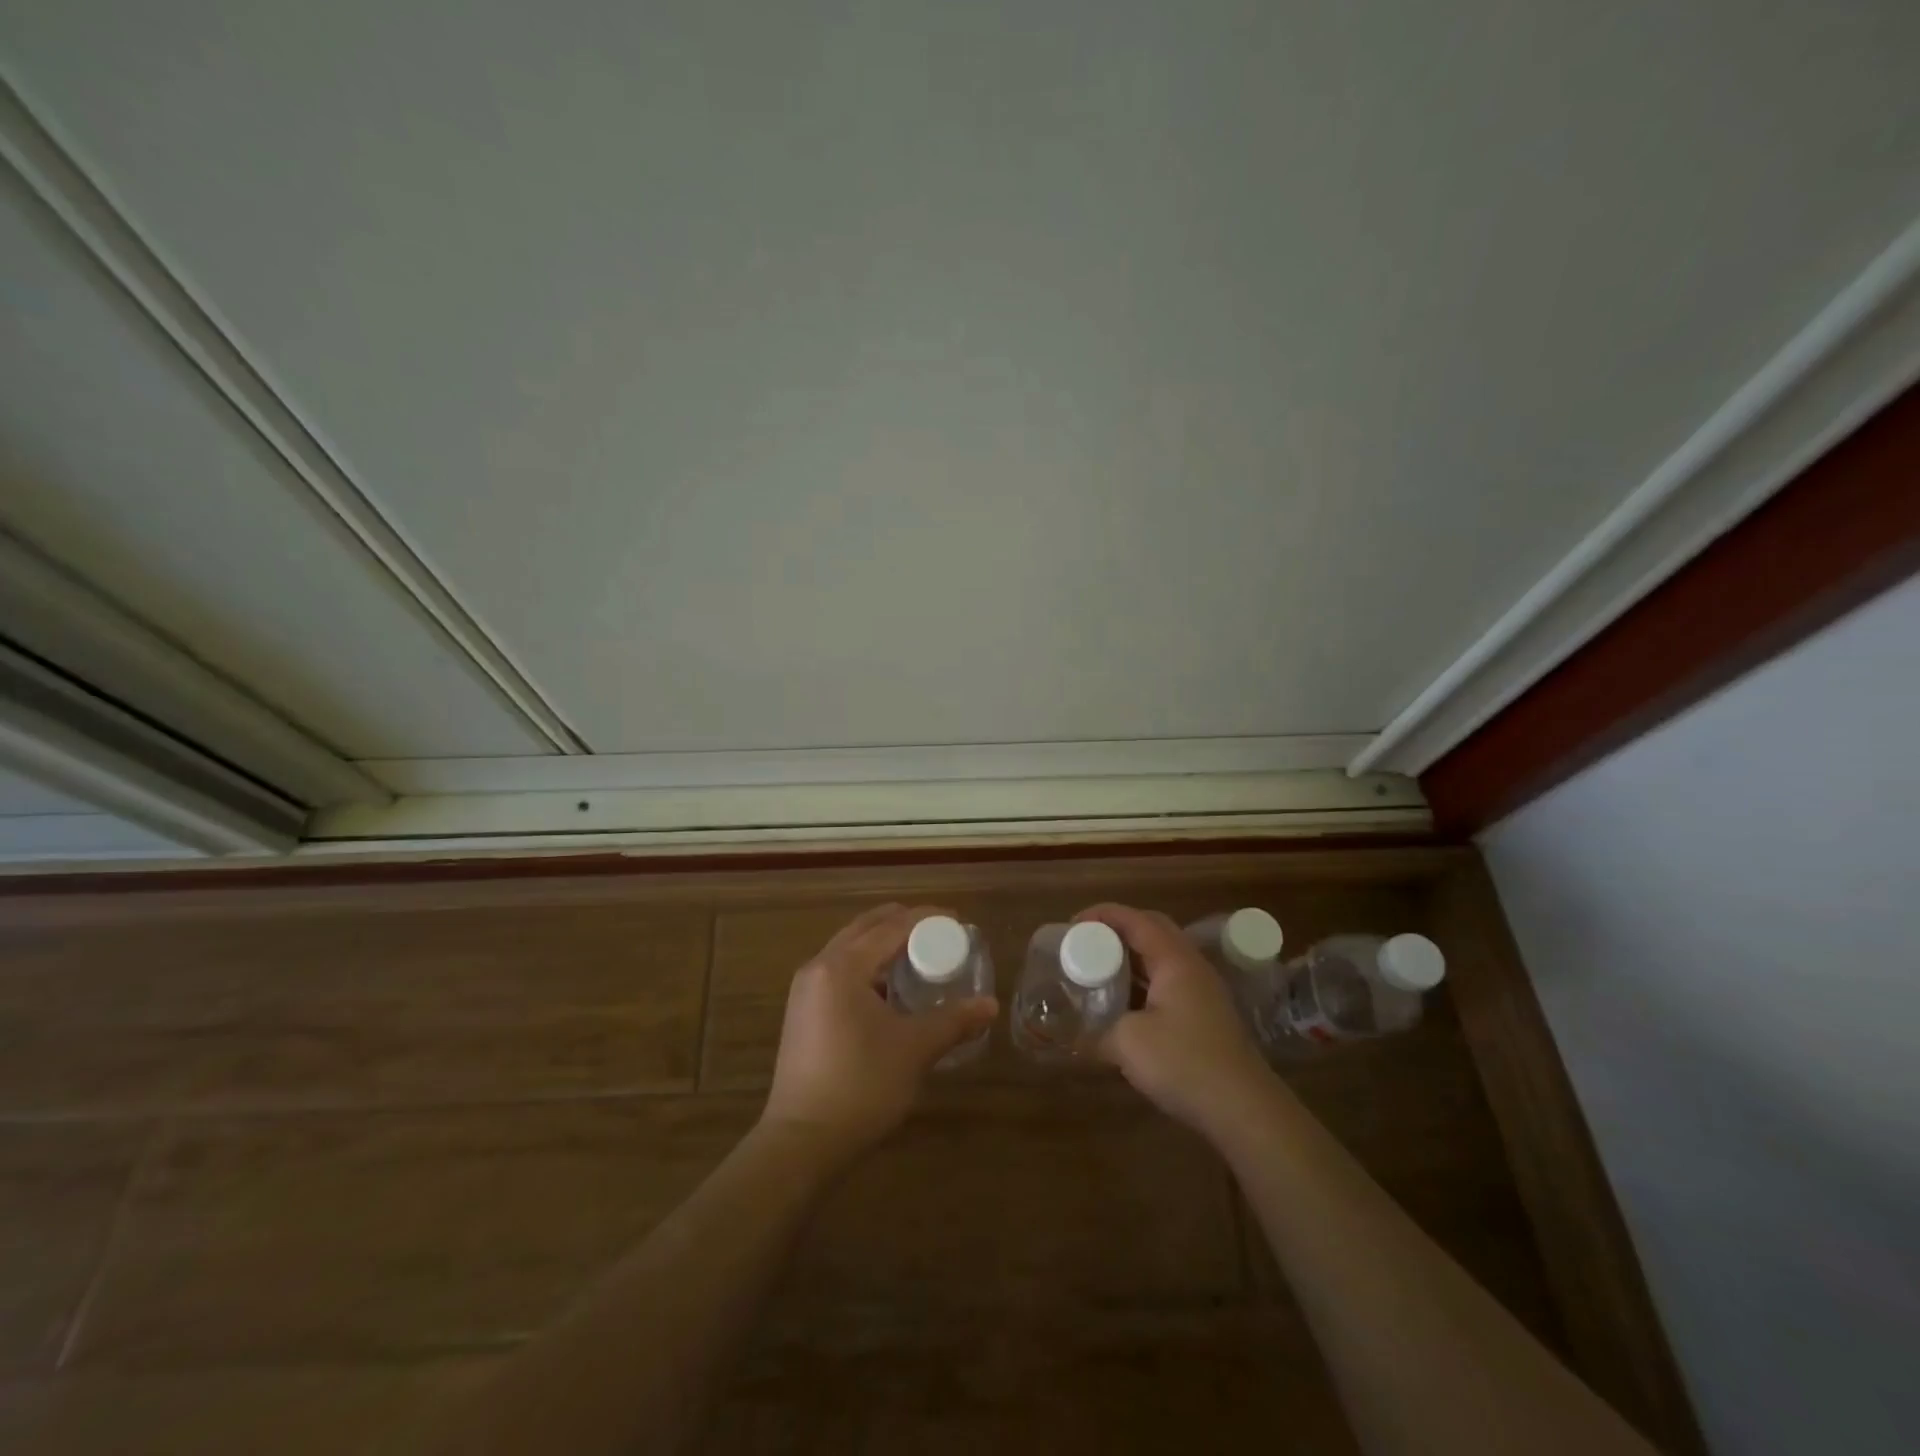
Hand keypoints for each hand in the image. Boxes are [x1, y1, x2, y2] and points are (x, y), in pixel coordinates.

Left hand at [761, 903, 998, 1165]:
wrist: (801, 1142)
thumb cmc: (861, 1086)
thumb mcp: (914, 1049)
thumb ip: (954, 1021)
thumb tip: (991, 1005)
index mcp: (842, 966)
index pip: (891, 926)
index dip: (926, 919)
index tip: (958, 920)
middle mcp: (818, 967)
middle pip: (866, 928)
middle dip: (903, 924)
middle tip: (941, 933)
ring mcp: (805, 990)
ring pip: (850, 949)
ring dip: (883, 945)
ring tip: (920, 957)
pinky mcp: (803, 1012)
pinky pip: (840, 971)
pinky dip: (868, 967)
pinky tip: (891, 989)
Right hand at [1076, 903, 1274, 1137]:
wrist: (1244, 1109)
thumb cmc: (1184, 1063)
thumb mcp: (1128, 1044)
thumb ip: (1097, 1032)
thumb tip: (1075, 1037)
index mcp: (1174, 960)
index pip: (1135, 920)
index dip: (1102, 915)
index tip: (1071, 926)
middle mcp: (1191, 966)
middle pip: (1152, 930)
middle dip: (1116, 930)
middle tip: (1085, 944)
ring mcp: (1202, 991)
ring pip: (1161, 957)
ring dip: (1129, 958)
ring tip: (1098, 970)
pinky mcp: (1205, 1015)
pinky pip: (1167, 982)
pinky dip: (1141, 982)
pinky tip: (1123, 1004)